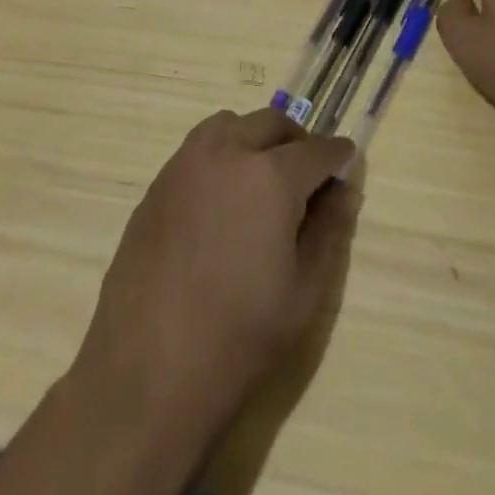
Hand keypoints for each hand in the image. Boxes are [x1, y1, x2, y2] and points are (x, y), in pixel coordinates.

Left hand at [75, 109, 356, 437]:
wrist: (148, 371)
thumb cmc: (239, 338)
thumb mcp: (304, 291)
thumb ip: (328, 230)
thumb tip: (344, 189)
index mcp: (269, 177)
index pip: (315, 150)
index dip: (337, 155)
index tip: (347, 161)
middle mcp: (226, 153)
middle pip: (270, 124)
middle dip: (296, 140)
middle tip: (308, 173)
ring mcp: (185, 164)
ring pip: (229, 125)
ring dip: (254, 138)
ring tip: (263, 178)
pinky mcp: (157, 184)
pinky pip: (197, 149)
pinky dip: (221, 155)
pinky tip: (222, 201)